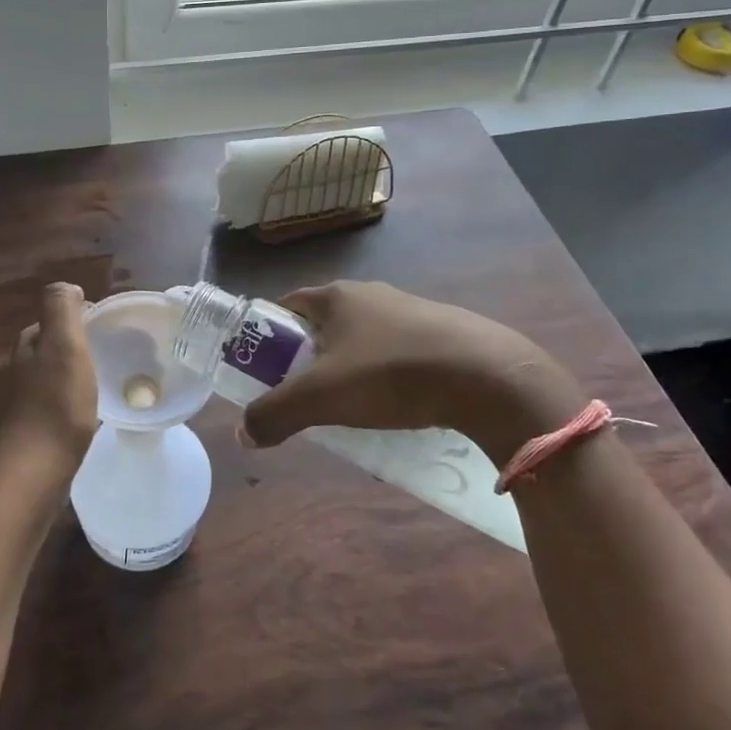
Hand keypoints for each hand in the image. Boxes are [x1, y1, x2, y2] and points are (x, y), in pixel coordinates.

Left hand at [0, 283, 97, 484]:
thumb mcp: (65, 346)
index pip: (48, 321)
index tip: (104, 330)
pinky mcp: (23, 433)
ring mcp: (15, 404)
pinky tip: (80, 416)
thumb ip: (62, 310)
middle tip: (104, 356)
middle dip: (70, 347)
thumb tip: (66, 286)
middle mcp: (14, 372)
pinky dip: (63, 403)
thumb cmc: (57, 406)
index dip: (76, 320)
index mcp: (24, 347)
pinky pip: (46, 406)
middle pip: (45, 349)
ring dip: (66, 376)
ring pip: (44, 378)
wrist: (33, 473)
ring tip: (96, 385)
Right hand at [239, 281, 586, 458]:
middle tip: (303, 396)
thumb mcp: (322, 397)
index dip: (268, 334)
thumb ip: (276, 414)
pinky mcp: (440, 333)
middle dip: (307, 358)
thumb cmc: (390, 374)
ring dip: (348, 369)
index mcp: (335, 296)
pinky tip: (395, 406)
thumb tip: (244, 434)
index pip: (286, 305)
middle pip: (323, 325)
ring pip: (362, 340)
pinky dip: (385, 376)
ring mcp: (409, 311)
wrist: (486, 375)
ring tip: (349, 408)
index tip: (262, 368)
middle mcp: (370, 295)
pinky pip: (396, 353)